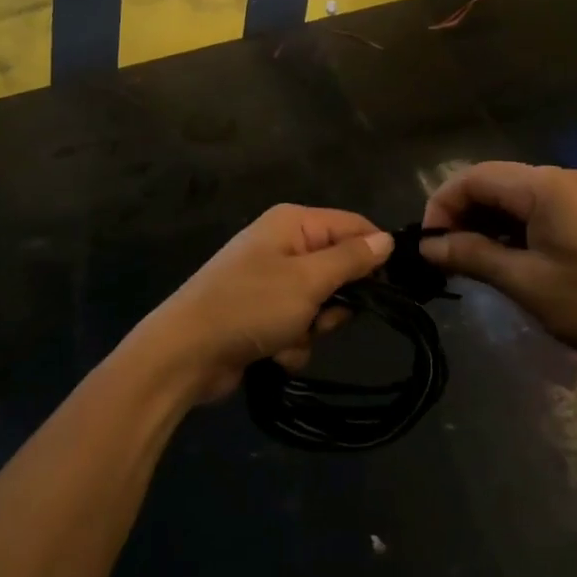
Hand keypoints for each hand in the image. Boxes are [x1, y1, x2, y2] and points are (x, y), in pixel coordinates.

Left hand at [128, 205, 394, 403]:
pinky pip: (297, 327)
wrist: (186, 353)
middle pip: (338, 270)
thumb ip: (350, 259)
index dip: (374, 254)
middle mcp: (283, 245)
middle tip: (322, 316)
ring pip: (320, 306)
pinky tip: (271, 353)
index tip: (391, 288)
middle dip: (334, 302)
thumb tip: (386, 238)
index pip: (353, 226)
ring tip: (288, 336)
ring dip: (311, 329)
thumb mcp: (308, 280)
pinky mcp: (261, 315)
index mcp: (293, 223)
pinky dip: (291, 344)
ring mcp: (270, 282)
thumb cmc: (250, 305)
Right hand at [419, 162, 576, 370]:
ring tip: (471, 263)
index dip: (441, 206)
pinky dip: (511, 229)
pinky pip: (535, 209)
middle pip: (491, 182)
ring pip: (512, 197)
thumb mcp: (528, 283)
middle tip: (445, 258)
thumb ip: (473, 256)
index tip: (428, 247)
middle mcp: (558, 178)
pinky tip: (508, 260)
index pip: (472, 177)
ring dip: (485, 224)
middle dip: (460, 215)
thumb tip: (427, 245)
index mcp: (542, 185)